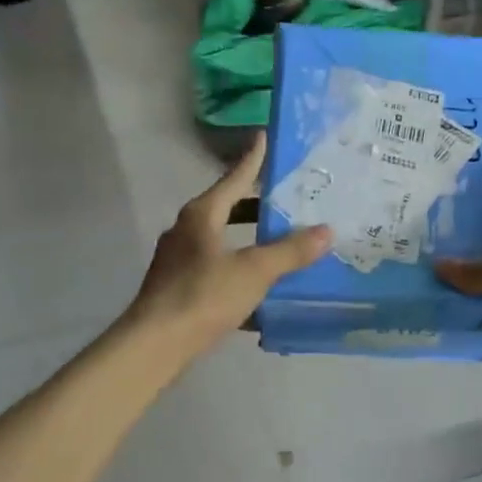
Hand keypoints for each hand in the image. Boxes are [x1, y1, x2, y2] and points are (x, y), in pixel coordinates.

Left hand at [127, 134, 330, 359]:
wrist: (155, 344)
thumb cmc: (203, 296)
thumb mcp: (254, 271)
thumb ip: (290, 251)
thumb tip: (327, 230)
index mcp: (201, 215)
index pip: (233, 179)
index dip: (252, 160)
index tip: (263, 137)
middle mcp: (186, 231)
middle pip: (226, 208)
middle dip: (255, 205)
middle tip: (286, 200)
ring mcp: (178, 260)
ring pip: (220, 240)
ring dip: (247, 238)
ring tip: (276, 242)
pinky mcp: (177, 287)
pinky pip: (214, 268)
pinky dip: (237, 269)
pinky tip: (258, 287)